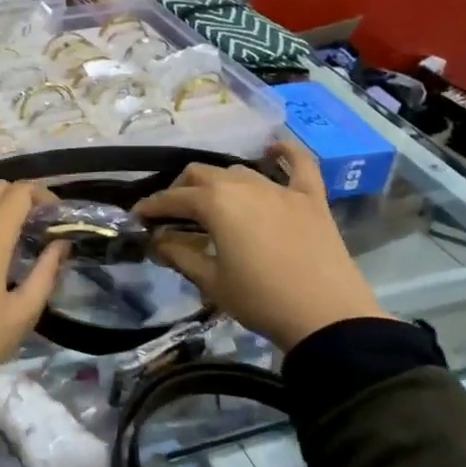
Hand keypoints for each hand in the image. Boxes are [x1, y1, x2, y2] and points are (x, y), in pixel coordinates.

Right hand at [132, 138, 387, 348]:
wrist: (327, 318)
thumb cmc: (261, 300)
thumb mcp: (211, 282)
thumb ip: (180, 255)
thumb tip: (157, 241)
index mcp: (216, 203)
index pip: (173, 198)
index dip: (152, 206)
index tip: (137, 217)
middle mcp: (244, 185)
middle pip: (202, 174)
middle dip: (181, 189)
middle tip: (173, 213)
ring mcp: (281, 189)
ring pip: (240, 170)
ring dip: (220, 181)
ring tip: (213, 201)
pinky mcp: (311, 199)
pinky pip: (300, 165)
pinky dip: (286, 153)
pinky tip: (274, 148)